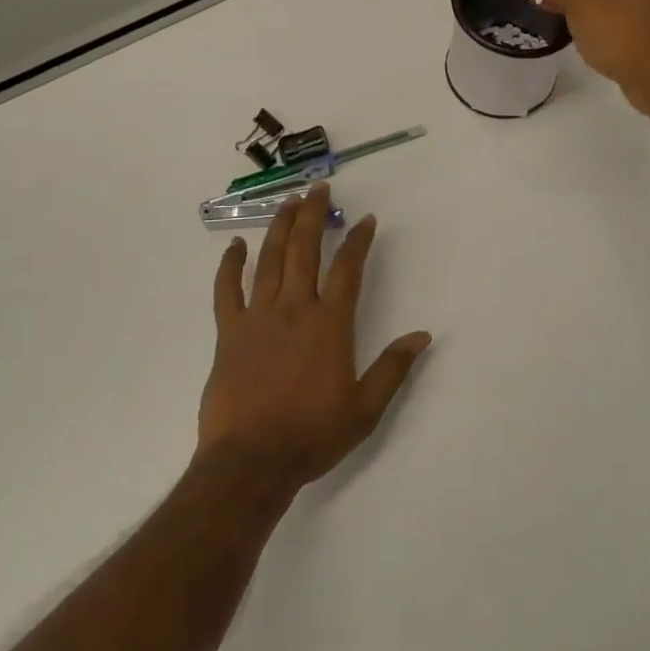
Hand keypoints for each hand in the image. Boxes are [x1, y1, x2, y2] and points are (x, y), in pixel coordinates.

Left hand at [198, 183, 431, 496]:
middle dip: (314, 215)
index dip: (359, 240)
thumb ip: (393, 368)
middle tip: (319, 188)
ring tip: (289, 202)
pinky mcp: (228, 332)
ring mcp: (258, 317)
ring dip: (280, 227)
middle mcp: (295, 309)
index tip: (366, 220)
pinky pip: (227, 290)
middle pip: (305, 250)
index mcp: (329, 324)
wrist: (251, 462)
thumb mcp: (365, 409)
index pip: (348, 269)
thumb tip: (422, 335)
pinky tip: (235, 245)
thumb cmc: (312, 435)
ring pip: (270, 260)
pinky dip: (230, 265)